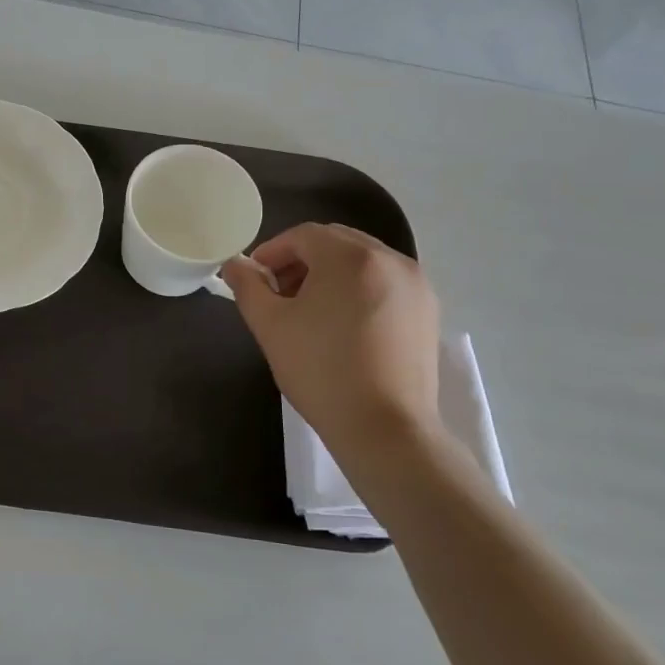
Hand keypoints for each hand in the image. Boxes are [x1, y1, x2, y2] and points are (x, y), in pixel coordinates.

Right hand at [221, 223, 440, 469]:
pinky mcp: (429, 312)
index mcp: (351, 257)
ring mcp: (416, 285)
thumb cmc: (320, 371)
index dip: (272, 251)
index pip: (303, 235)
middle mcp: (391, 259)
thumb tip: (235, 264)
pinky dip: (358, 290)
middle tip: (278, 292)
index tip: (254, 279)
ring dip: (330, 274)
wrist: (384, 429)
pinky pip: (385, 283)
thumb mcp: (270, 326)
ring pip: (363, 262)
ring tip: (309, 311)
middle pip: (336, 242)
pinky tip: (342, 325)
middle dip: (302, 260)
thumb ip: (247, 286)